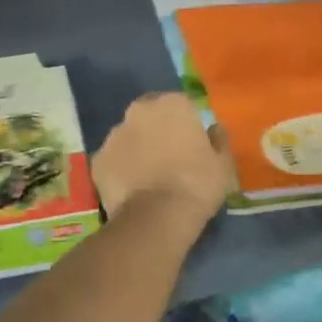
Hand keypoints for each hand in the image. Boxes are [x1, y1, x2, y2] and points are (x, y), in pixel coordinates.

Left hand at [91, 92, 231, 223]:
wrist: (157, 217)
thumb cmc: (198, 184)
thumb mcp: (223, 163)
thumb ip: (219, 140)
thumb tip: (214, 129)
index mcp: (172, 104)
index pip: (181, 105)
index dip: (186, 124)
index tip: (190, 143)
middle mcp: (139, 111)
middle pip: (149, 115)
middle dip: (157, 130)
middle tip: (168, 156)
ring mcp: (114, 135)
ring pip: (128, 136)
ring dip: (137, 148)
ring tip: (149, 176)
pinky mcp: (98, 160)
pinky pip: (113, 160)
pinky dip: (121, 170)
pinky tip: (132, 189)